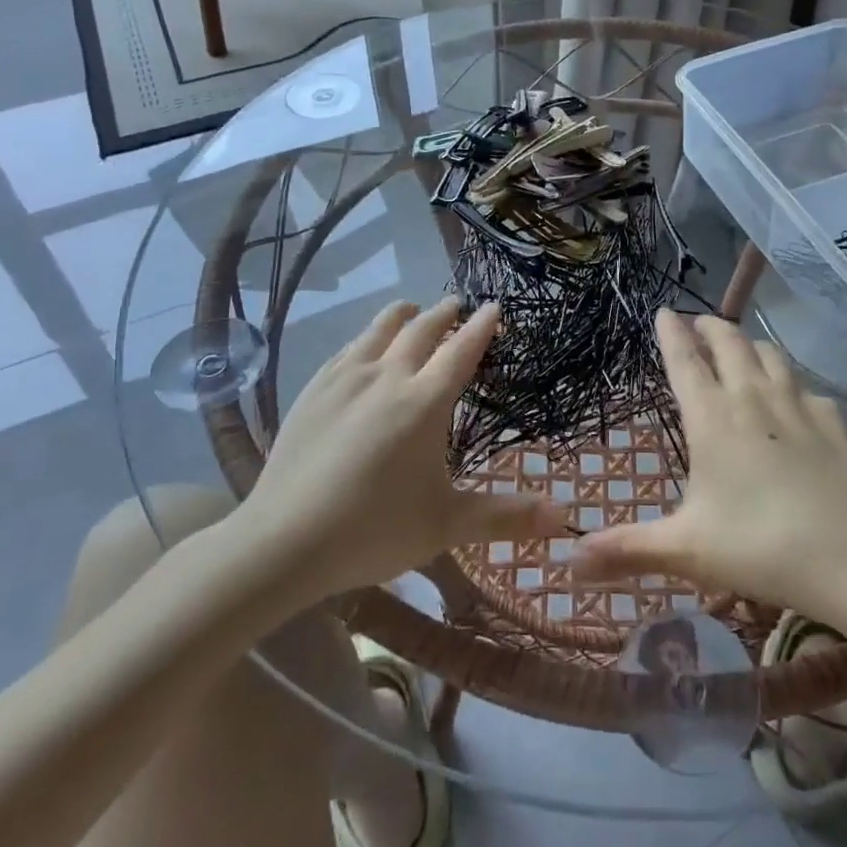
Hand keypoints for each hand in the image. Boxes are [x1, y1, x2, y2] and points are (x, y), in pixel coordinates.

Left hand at [232, 298, 567, 604]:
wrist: (282, 542)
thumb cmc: (373, 531)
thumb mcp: (446, 525)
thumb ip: (505, 516)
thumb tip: (564, 515)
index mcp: (425, 401)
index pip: (461, 350)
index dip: (481, 326)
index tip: (493, 307)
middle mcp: (388, 376)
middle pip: (421, 329)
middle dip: (444, 313)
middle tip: (457, 304)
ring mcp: (346, 378)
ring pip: (379, 328)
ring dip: (402, 314)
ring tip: (411, 309)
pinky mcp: (313, 389)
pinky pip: (347, 347)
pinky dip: (366, 337)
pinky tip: (363, 346)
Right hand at [573, 312, 846, 623]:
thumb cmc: (759, 546)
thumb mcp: (686, 550)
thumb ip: (628, 549)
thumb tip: (569, 562)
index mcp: (712, 417)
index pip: (684, 360)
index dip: (671, 332)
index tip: (663, 311)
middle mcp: (752, 397)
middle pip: (729, 343)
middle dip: (710, 326)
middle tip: (699, 323)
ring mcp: (798, 404)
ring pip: (770, 355)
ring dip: (751, 345)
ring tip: (743, 350)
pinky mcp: (834, 421)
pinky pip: (807, 389)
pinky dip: (793, 385)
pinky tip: (796, 402)